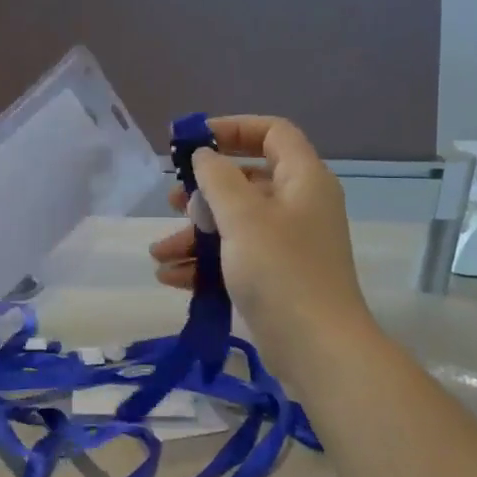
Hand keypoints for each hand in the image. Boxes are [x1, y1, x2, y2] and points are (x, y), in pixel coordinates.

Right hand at [149, 116, 371, 366]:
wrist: (317, 347)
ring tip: (160, 253)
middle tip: (173, 202)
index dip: (234, 129)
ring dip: (196, 234)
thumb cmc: (280, 270)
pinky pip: (237, 256)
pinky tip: (171, 277)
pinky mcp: (278, 276)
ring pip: (236, 223)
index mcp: (303, 179)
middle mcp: (299, 205)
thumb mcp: (243, 217)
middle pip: (247, 180)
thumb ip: (218, 179)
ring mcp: (289, 244)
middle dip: (204, 192)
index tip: (195, 142)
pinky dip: (207, 263)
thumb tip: (204, 156)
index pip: (273, 132)